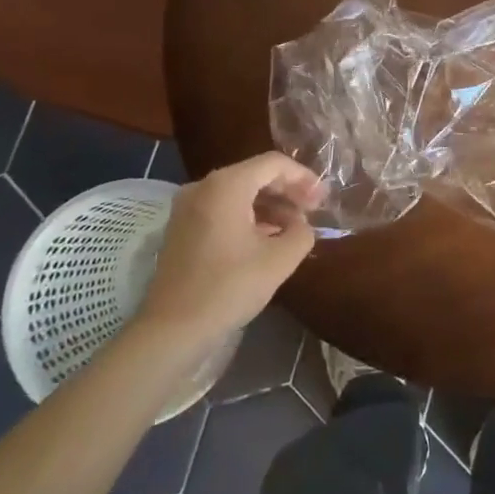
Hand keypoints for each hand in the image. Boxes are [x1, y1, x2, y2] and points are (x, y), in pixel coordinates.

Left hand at [139, 153, 327, 345]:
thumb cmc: (228, 287)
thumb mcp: (279, 260)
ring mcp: (187, 207)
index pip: (273, 164)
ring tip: (293, 228)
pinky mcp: (181, 228)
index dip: (303, 177)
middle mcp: (203, 186)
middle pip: (255, 174)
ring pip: (238, 192)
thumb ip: (301, 233)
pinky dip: (248, 216)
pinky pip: (222, 208)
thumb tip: (301, 225)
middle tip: (312, 210)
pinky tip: (266, 238)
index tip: (322, 199)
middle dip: (287, 191)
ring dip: (269, 205)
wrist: (172, 330)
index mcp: (226, 185)